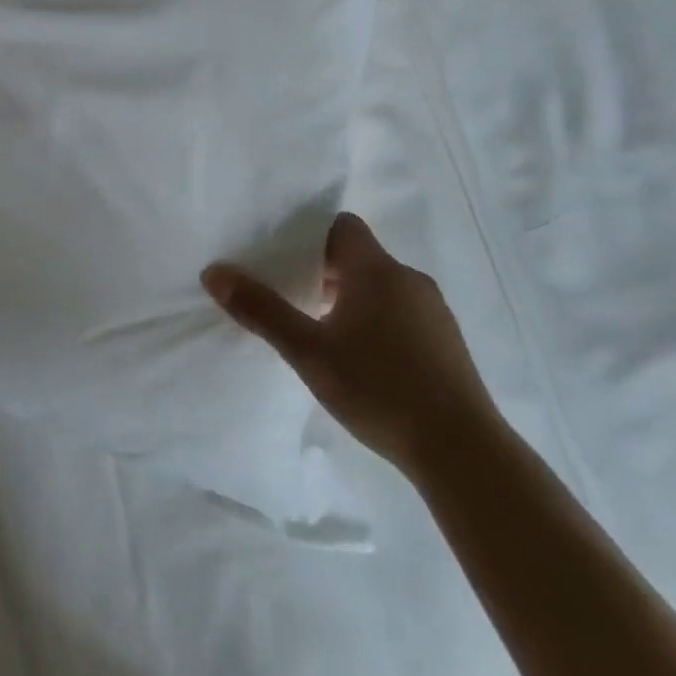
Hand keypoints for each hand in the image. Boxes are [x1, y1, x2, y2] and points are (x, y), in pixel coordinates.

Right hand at [202, 212, 499, 474]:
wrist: (461, 450)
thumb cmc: (378, 387)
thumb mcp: (308, 351)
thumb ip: (261, 310)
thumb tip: (214, 272)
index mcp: (376, 270)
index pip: (341, 226)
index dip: (309, 235)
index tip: (281, 257)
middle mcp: (409, 280)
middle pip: (358, 257)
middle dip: (320, 272)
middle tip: (286, 295)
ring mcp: (433, 311)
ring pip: (380, 287)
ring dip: (347, 299)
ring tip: (317, 331)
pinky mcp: (446, 342)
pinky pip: (400, 313)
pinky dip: (373, 321)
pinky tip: (358, 359)